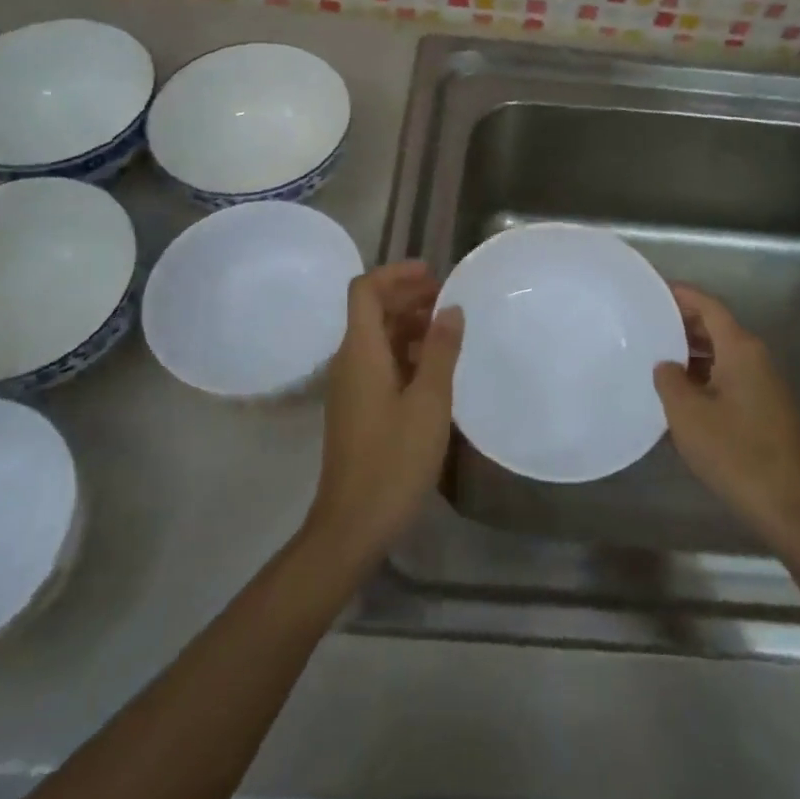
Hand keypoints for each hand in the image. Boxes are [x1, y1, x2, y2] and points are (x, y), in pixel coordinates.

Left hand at [307, 262, 462, 561]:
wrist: (353, 525)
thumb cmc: (394, 460)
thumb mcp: (429, 403)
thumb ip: (440, 351)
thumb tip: (451, 309)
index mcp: (360, 352)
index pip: (364, 290)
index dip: (395, 273)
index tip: (433, 273)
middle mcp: (348, 362)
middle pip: (371, 310)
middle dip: (407, 296)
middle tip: (449, 298)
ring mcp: (350, 387)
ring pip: (377, 338)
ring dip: (408, 324)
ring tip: (448, 329)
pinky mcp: (358, 409)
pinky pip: (379, 363)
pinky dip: (405, 352)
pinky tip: (435, 368)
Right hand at [654, 285, 799, 553]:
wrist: (790, 506)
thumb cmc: (735, 453)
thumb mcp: (688, 414)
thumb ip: (670, 380)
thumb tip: (666, 364)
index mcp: (741, 350)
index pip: (709, 307)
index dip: (681, 295)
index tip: (652, 291)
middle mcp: (757, 360)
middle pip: (718, 328)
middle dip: (683, 324)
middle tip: (646, 324)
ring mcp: (766, 386)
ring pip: (724, 356)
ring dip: (692, 354)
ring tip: (655, 359)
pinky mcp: (767, 411)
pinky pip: (730, 379)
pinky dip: (705, 377)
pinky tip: (681, 397)